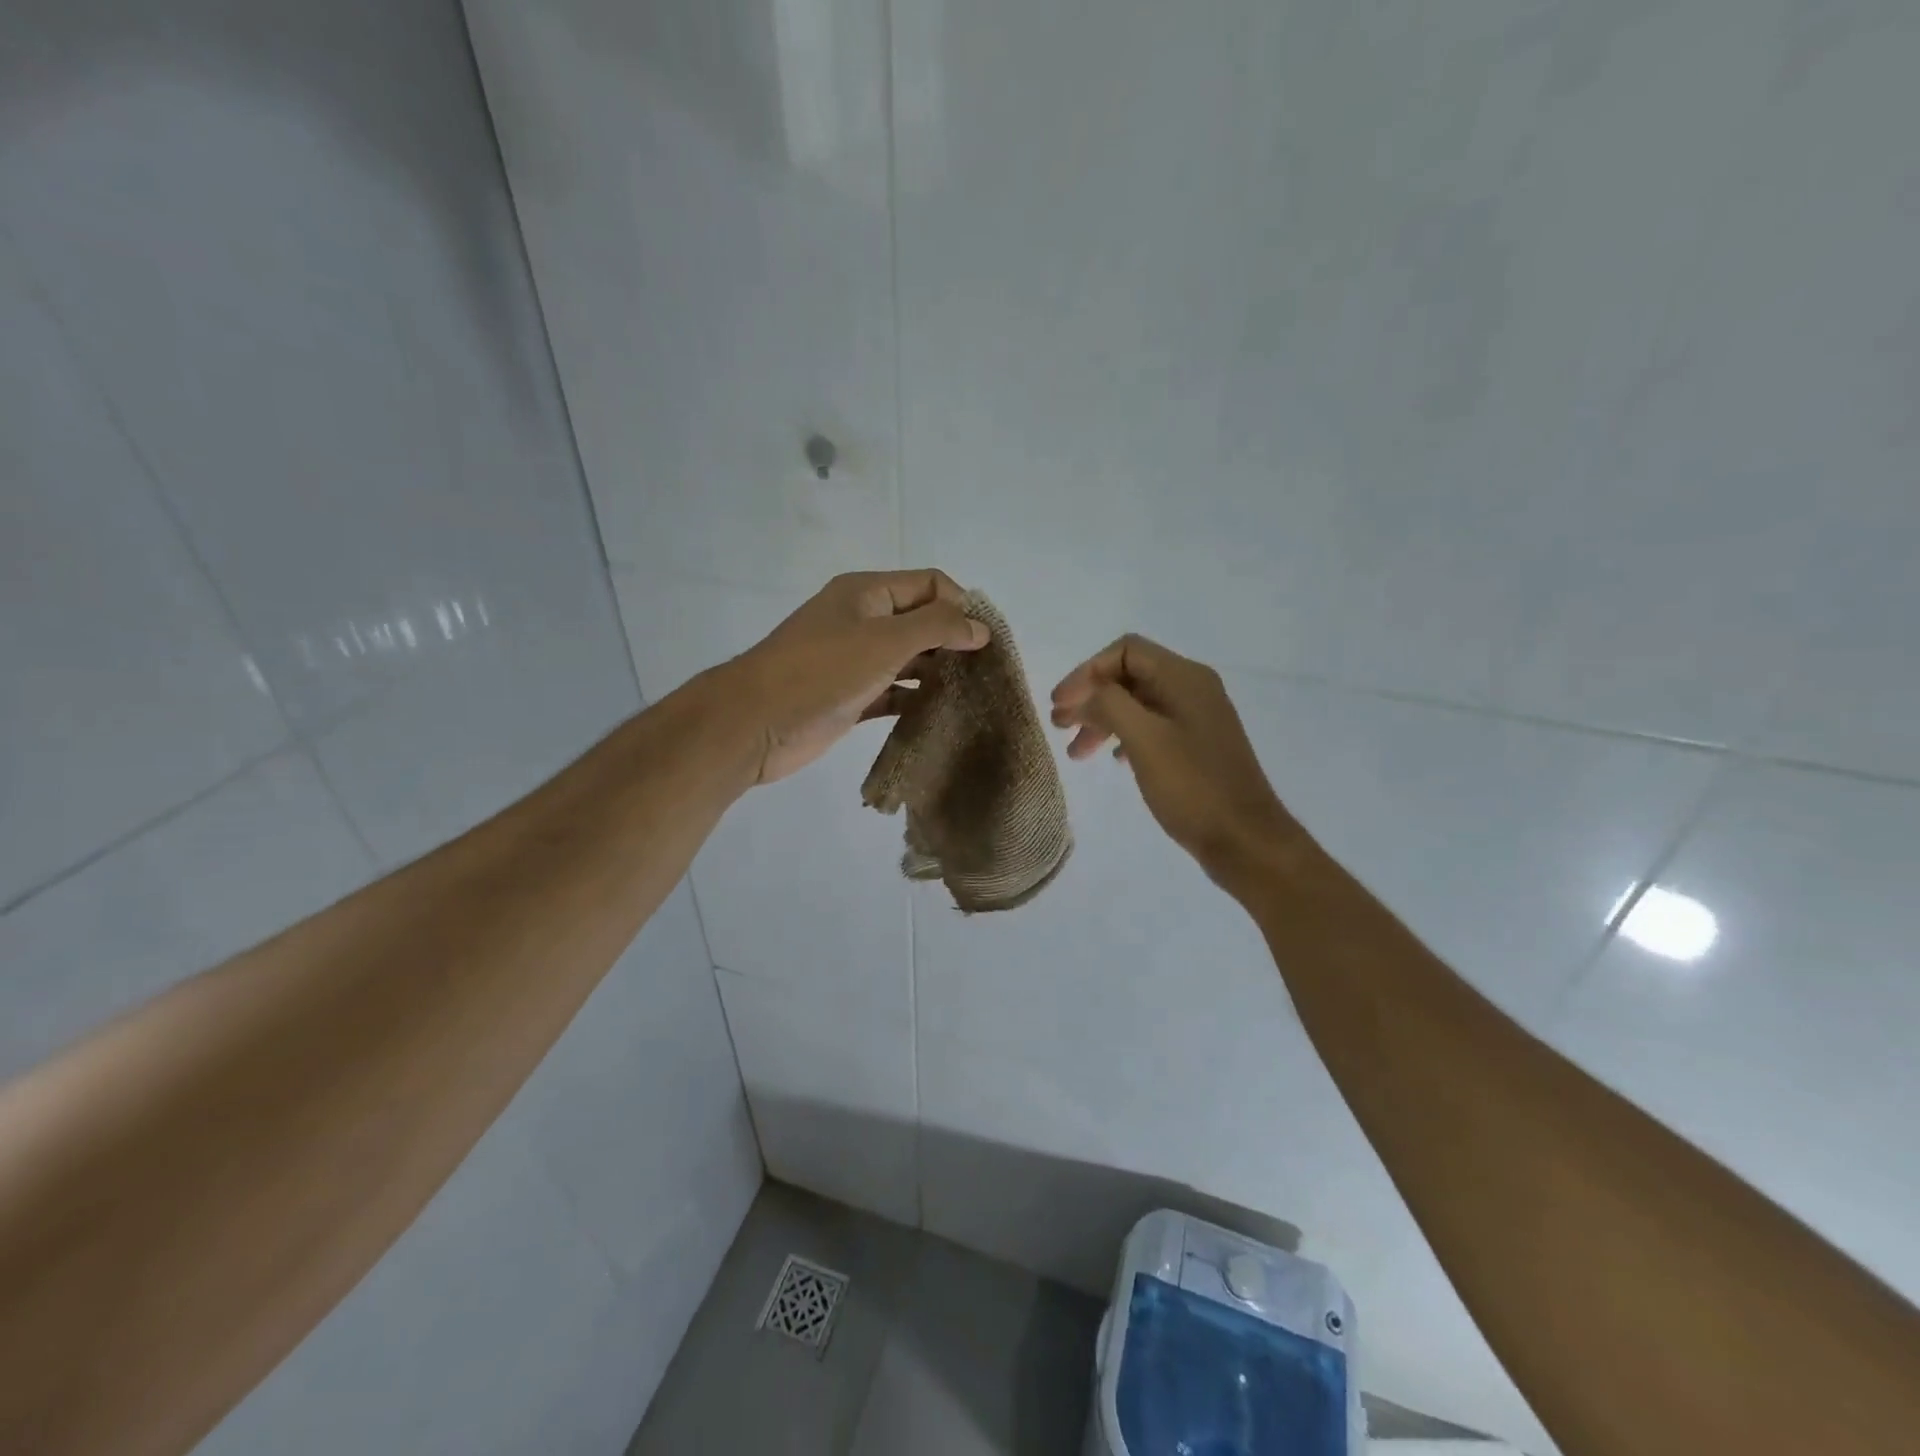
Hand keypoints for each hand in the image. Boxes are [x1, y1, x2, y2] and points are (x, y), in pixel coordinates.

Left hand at [727, 570, 988, 784]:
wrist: (755, 723)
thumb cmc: (821, 671)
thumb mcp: (885, 640)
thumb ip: (937, 628)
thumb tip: (981, 627)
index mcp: (867, 593)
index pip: (928, 584)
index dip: (960, 605)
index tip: (985, 640)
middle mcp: (862, 620)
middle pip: (920, 621)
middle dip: (953, 640)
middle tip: (985, 671)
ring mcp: (855, 660)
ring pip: (908, 659)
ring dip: (937, 672)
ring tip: (972, 694)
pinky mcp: (851, 697)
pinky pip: (893, 692)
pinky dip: (915, 700)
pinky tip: (941, 715)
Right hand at [1051, 634, 1294, 893]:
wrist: (1245, 840)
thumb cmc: (1192, 786)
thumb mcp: (1144, 739)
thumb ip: (1110, 705)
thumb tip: (1087, 695)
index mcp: (1184, 678)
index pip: (1125, 651)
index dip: (1086, 672)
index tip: (1059, 705)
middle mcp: (1193, 689)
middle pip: (1129, 676)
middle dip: (1090, 697)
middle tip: (1059, 726)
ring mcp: (1197, 719)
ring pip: (1137, 705)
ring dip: (1102, 721)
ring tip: (1076, 752)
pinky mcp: (1196, 747)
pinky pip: (1151, 728)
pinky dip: (1123, 737)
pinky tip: (1111, 759)